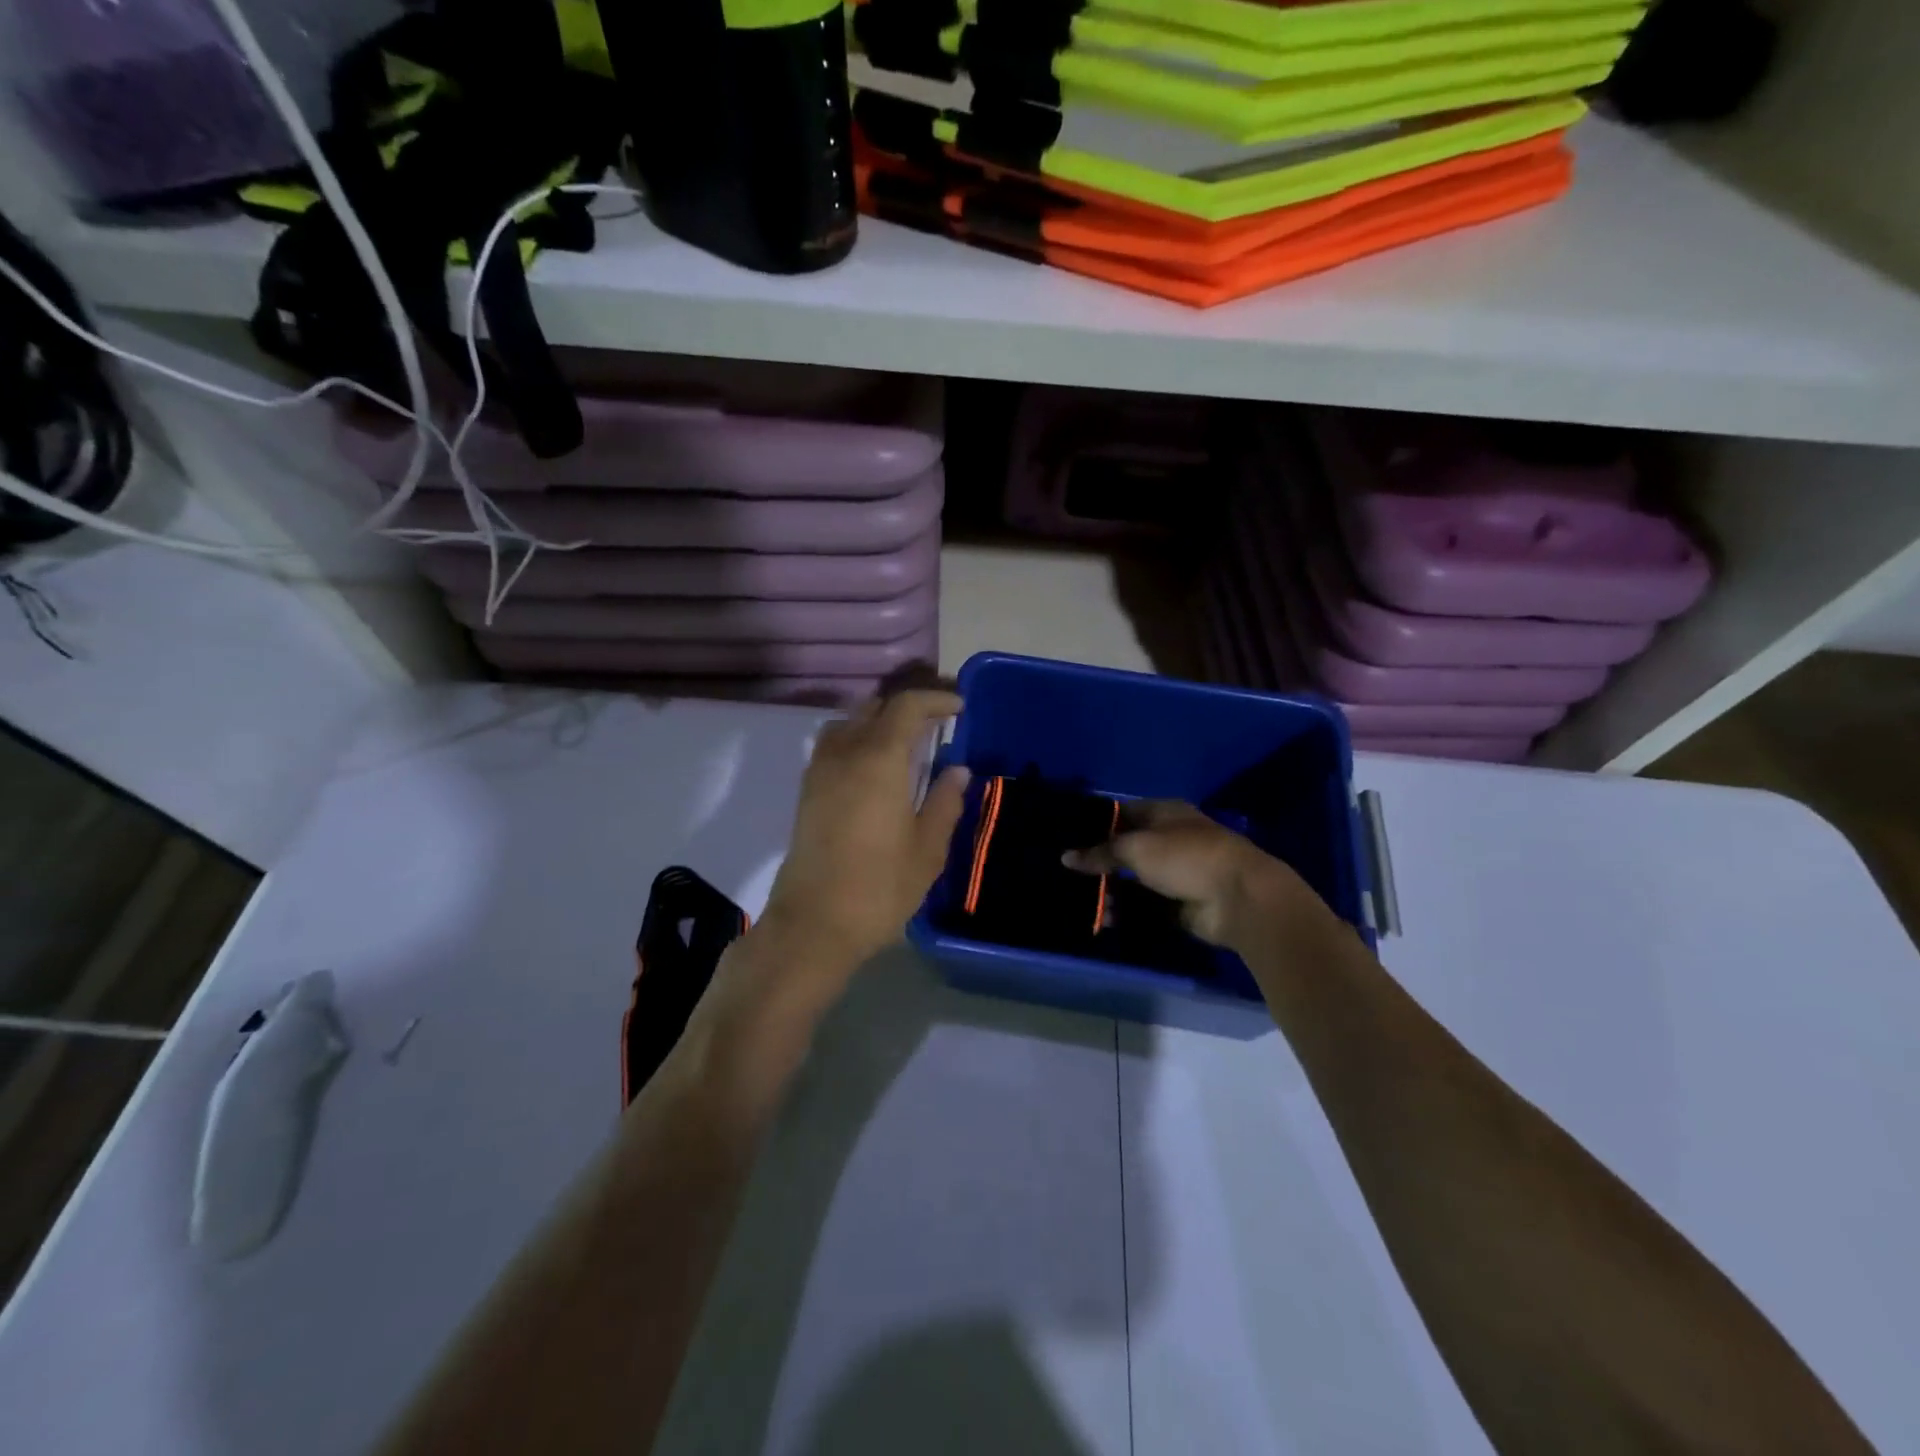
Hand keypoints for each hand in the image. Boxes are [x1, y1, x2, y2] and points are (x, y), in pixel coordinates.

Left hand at [759, 688, 969, 973]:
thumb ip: (944, 802)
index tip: (959, 708)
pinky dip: (859, 738)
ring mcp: (820, 769)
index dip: (935, 700)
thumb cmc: (879, 888)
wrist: (812, 924)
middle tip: (938, 722)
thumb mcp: (927, 850)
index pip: (907, 706)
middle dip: (909, 706)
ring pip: (850, 721)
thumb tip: (958, 770)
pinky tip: (876, 766)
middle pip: (876, 706)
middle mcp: (845, 752)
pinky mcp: (807, 790)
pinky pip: (834, 743)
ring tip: (907, 741)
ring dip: (880, 719)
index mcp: (879, 760)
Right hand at [1065, 801, 1318, 950]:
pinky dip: (1126, 910)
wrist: (1239, 899)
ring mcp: (1175, 872)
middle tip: (1066, 871)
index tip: (1067, 835)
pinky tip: (1102, 917)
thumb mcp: (1136, 848)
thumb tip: (1066, 857)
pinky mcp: (1179, 903)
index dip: (1095, 822)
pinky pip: (1144, 906)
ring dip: (1110, 889)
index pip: (1123, 812)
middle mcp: (1169, 839)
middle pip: (1126, 847)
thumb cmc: (1186, 857)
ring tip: (1079, 899)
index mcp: (1164, 813)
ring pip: (1133, 879)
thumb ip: (1101, 853)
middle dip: (1100, 860)